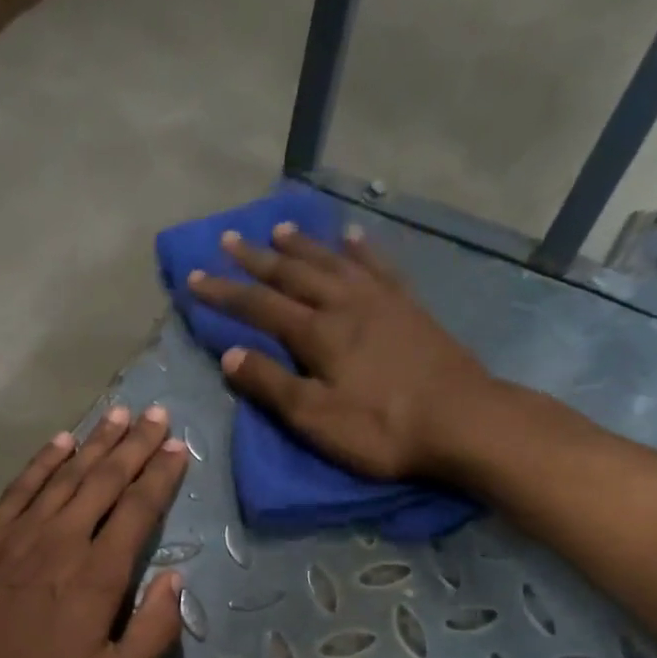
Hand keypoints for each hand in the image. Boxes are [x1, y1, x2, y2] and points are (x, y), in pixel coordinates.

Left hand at [0, 406, 189, 657]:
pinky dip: (44, 461)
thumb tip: (174, 581)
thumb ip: (155, 633)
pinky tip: (59, 443)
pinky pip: (22, 485)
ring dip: (96, 443)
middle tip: (157, 414)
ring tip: (119, 416)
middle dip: (136, 445)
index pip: (139, 510)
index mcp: (99, 573)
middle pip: (106, 479)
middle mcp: (63, 538)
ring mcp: (18, 532)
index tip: (180, 448)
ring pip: (66, 474)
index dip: (163, 476)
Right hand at [186, 223, 513, 481]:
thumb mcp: (315, 418)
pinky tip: (351, 237)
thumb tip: (230, 355)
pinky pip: (379, 266)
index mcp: (317, 333)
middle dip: (257, 259)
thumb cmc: (381, 428)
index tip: (194, 279)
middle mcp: (345, 304)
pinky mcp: (409, 307)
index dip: (224, 293)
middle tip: (229, 240)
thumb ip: (271, 385)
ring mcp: (381, 300)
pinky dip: (360, 250)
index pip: (259, 306)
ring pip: (332, 262)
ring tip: (280, 229)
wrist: (462, 421)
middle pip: (293, 274)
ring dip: (303, 245)